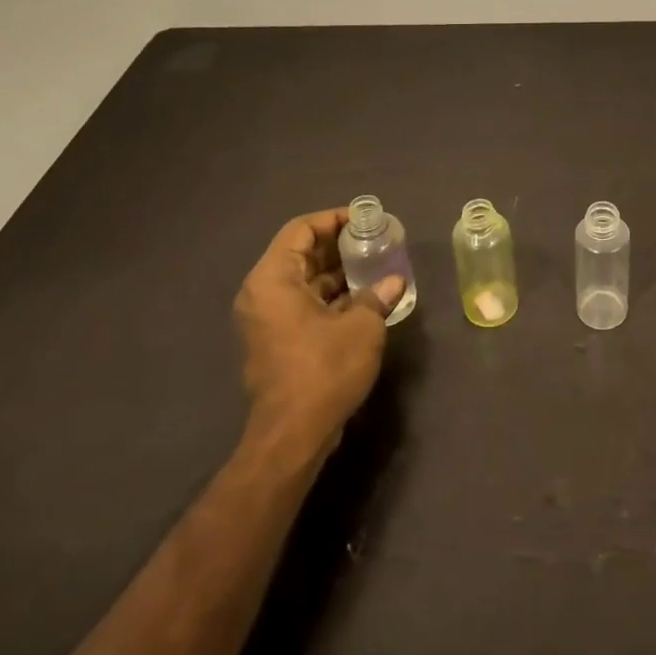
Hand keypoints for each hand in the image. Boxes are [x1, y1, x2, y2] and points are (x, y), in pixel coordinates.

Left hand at [232, 208, 403, 454]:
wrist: (292, 435)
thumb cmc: (324, 370)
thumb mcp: (361, 327)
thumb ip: (376, 296)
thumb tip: (394, 282)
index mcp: (273, 279)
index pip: (301, 230)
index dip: (334, 219)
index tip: (365, 221)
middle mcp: (262, 294)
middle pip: (300, 253)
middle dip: (338, 246)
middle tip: (374, 242)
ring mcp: (266, 320)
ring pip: (303, 281)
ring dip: (336, 273)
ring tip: (374, 267)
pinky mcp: (275, 342)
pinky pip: (302, 304)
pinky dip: (329, 297)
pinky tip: (362, 299)